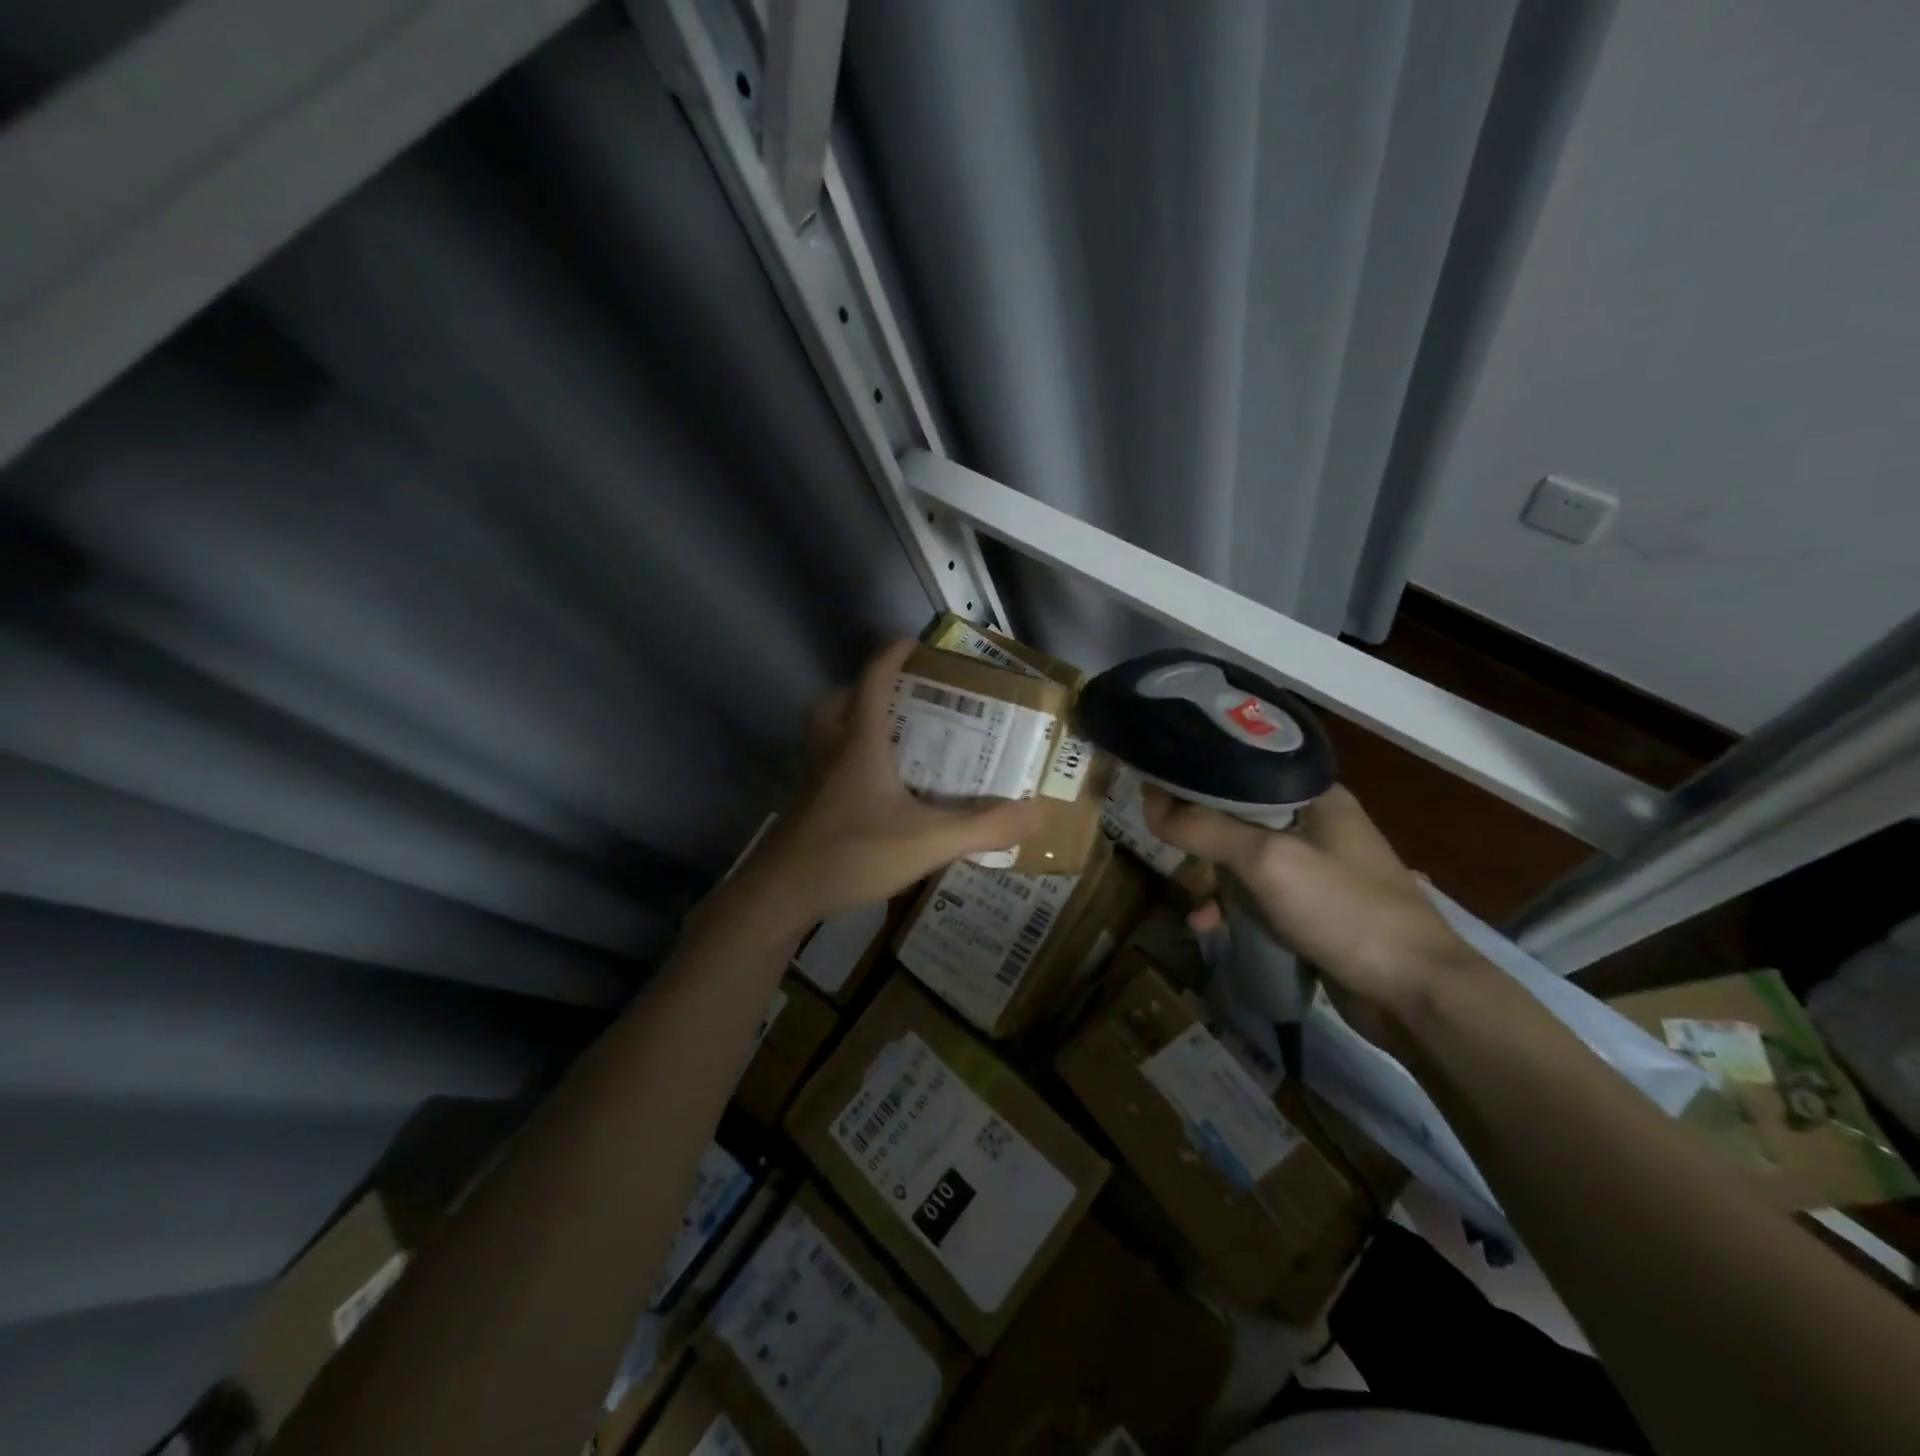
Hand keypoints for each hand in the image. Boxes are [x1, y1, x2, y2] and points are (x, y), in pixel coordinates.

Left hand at [738, 639, 1045, 931]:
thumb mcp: (928, 841)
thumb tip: (1038, 812)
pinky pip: (822, 768)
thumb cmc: (852, 854)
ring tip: (887, 741)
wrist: (779, 896)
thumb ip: (984, 827)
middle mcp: (829, 752)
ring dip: (848, 724)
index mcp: (859, 744)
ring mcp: (810, 781)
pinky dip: (843, 763)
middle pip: (834, 702)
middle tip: (897, 700)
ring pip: (822, 734)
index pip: (872, 682)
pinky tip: (870, 794)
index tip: (910, 642)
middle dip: (861, 690)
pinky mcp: (803, 808)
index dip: (890, 657)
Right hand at [1144, 783, 1484, 1042]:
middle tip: (1161, 838)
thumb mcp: (1267, 861)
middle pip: (1242, 816)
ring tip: (1185, 892)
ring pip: (1248, 860)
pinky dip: (1233, 908)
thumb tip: (1149, 803)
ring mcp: (1319, 871)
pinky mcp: (1316, 911)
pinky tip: (1208, 926)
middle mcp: (1318, 825)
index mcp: (1315, 797)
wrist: (1416, 995)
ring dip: (1214, 876)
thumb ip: (1206, 829)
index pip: (1244, 771)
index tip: (1156, 788)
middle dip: (1201, 831)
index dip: (1199, 778)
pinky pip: (1261, 898)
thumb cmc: (1344, 910)